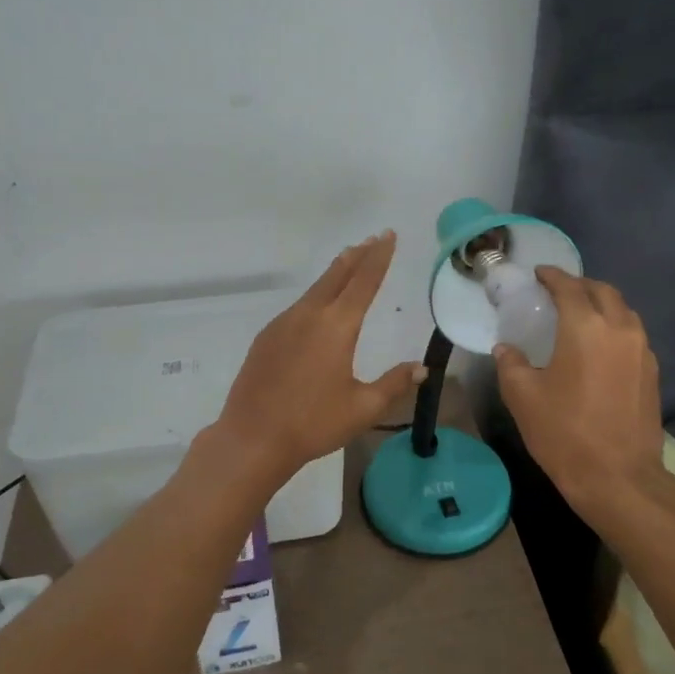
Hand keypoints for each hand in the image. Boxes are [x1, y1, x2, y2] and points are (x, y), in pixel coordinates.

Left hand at [214, 231, 425, 480]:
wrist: (253, 437)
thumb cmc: (313, 424)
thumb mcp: (362, 408)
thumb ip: (393, 384)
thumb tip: (421, 368)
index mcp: (337, 327)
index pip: (364, 282)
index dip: (379, 257)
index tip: (388, 236)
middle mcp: (309, 316)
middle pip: (337, 276)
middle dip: (357, 256)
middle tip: (372, 238)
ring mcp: (282, 324)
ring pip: (314, 289)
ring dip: (335, 273)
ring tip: (348, 262)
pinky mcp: (266, 338)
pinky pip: (297, 307)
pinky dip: (315, 296)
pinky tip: (317, 307)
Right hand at [493, 268, 670, 517]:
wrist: (619, 479)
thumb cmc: (565, 433)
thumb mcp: (523, 397)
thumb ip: (511, 364)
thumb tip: (506, 349)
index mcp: (585, 327)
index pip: (569, 287)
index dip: (552, 276)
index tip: (539, 274)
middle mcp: (619, 329)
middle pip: (603, 292)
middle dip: (580, 285)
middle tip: (558, 292)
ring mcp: (642, 351)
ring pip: (623, 312)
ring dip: (602, 304)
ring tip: (580, 315)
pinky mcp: (652, 373)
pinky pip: (633, 334)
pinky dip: (615, 327)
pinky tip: (599, 346)